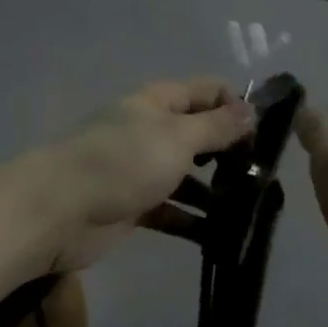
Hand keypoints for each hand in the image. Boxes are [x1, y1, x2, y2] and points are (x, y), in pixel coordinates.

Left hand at [39, 78, 254, 271]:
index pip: (206, 91)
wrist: (59, 210)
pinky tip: (225, 236)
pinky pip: (173, 210)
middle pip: (199, 134)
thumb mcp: (177, 137)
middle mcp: (150, 130)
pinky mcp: (134, 206)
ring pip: (188, 175)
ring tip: (254, 209)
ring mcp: (140, 169)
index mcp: (158, 102)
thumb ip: (216, 125)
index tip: (268, 133)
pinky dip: (195, 220)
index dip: (237, 105)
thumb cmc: (122, 161)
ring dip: (217, 190)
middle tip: (265, 176)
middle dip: (231, 151)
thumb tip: (251, 108)